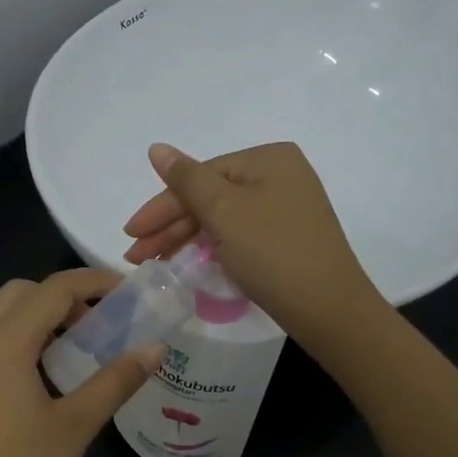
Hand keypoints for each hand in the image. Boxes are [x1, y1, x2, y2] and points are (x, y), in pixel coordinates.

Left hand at [0, 269, 160, 456]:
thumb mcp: (76, 426)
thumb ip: (116, 380)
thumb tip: (155, 348)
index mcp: (3, 341)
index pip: (53, 289)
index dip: (94, 283)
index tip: (128, 293)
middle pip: (18, 293)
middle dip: (61, 297)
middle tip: (97, 325)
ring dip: (31, 316)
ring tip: (68, 348)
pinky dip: (9, 339)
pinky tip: (34, 378)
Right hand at [122, 141, 383, 353]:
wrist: (328, 308)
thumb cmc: (273, 252)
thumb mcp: (224, 211)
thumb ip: (186, 180)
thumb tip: (157, 148)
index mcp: (268, 159)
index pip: (200, 175)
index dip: (161, 206)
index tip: (130, 233)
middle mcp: (279, 176)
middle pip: (209, 197)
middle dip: (169, 226)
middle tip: (136, 255)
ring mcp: (285, 209)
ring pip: (221, 218)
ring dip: (184, 239)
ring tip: (153, 263)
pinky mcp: (286, 239)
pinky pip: (237, 235)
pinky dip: (210, 248)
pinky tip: (187, 262)